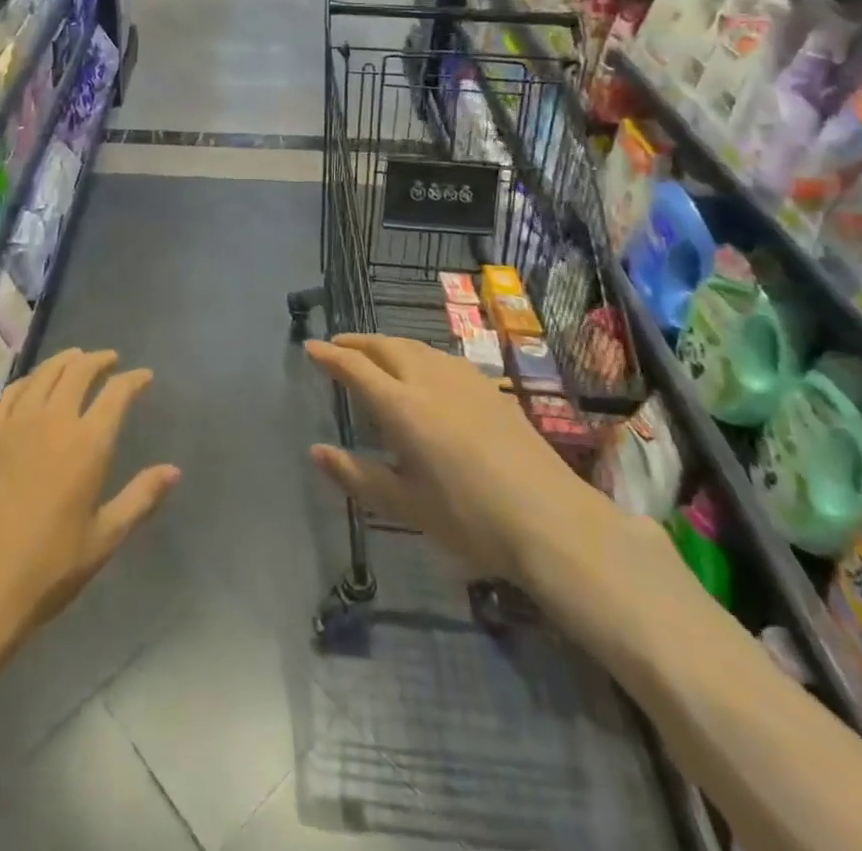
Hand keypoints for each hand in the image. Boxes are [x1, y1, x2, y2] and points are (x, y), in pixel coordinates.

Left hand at [0, 348, 179, 645]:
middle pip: (78, 372)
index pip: (116, 394)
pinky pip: (10, 394)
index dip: (133, 380)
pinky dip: (27, 381)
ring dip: (64, 360)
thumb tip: (174, 470)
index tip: (145, 376)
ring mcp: (16, 425)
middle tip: (111, 360)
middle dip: (99, 360)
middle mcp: (53, 421)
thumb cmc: (48, 568)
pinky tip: (30, 385)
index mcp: (88, 443)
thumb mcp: (104, 538)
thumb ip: (140, 498)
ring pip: (43, 374)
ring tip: (76, 358)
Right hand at [304, 334, 646, 610]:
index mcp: (401, 406)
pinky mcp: (490, 388)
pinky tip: (423, 370)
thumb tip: (316, 451)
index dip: (329, 355)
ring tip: (373, 352)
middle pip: (385, 346)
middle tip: (336, 346)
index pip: (355, 368)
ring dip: (387, 344)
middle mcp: (428, 380)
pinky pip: (441, 357)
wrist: (551, 520)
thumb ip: (357, 475)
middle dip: (356, 342)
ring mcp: (463, 380)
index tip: (310, 346)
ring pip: (415, 346)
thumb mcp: (404, 505)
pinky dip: (417, 353)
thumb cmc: (468, 517)